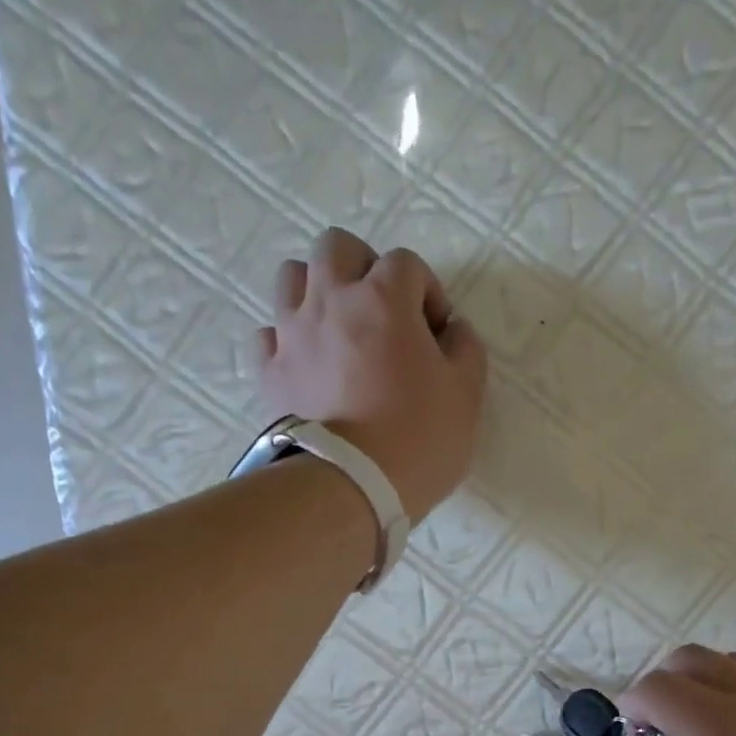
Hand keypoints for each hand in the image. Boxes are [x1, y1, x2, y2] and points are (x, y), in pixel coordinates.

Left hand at [256, 228, 487, 521]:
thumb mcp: (466, 395)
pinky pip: (269, 335)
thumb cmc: (419, 440)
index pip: (407, 264)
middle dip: (364, 269)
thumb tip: (453, 330)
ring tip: (338, 330)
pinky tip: (307, 365)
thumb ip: (466, 349)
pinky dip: (287, 341)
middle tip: (383, 313)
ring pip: (292, 277)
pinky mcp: (270, 372)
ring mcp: (292, 334)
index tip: (436, 333)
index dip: (427, 292)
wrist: (352, 486)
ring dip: (318, 291)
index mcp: (384, 299)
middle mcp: (331, 301)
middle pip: (338, 248)